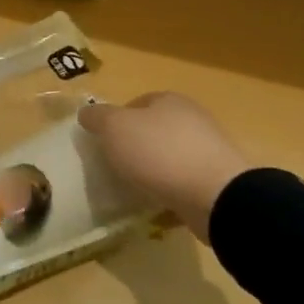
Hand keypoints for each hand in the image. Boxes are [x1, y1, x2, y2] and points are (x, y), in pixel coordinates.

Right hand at [77, 92, 250, 241]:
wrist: (216, 195)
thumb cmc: (159, 153)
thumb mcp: (115, 128)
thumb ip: (97, 118)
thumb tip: (86, 113)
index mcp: (169, 100)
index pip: (136, 103)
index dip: (116, 121)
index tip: (104, 143)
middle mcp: (192, 118)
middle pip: (154, 129)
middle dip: (135, 146)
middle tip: (116, 166)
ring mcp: (209, 149)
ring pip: (170, 155)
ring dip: (154, 169)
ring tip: (135, 188)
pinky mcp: (218, 179)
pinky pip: (185, 181)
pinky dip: (171, 189)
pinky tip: (159, 203)